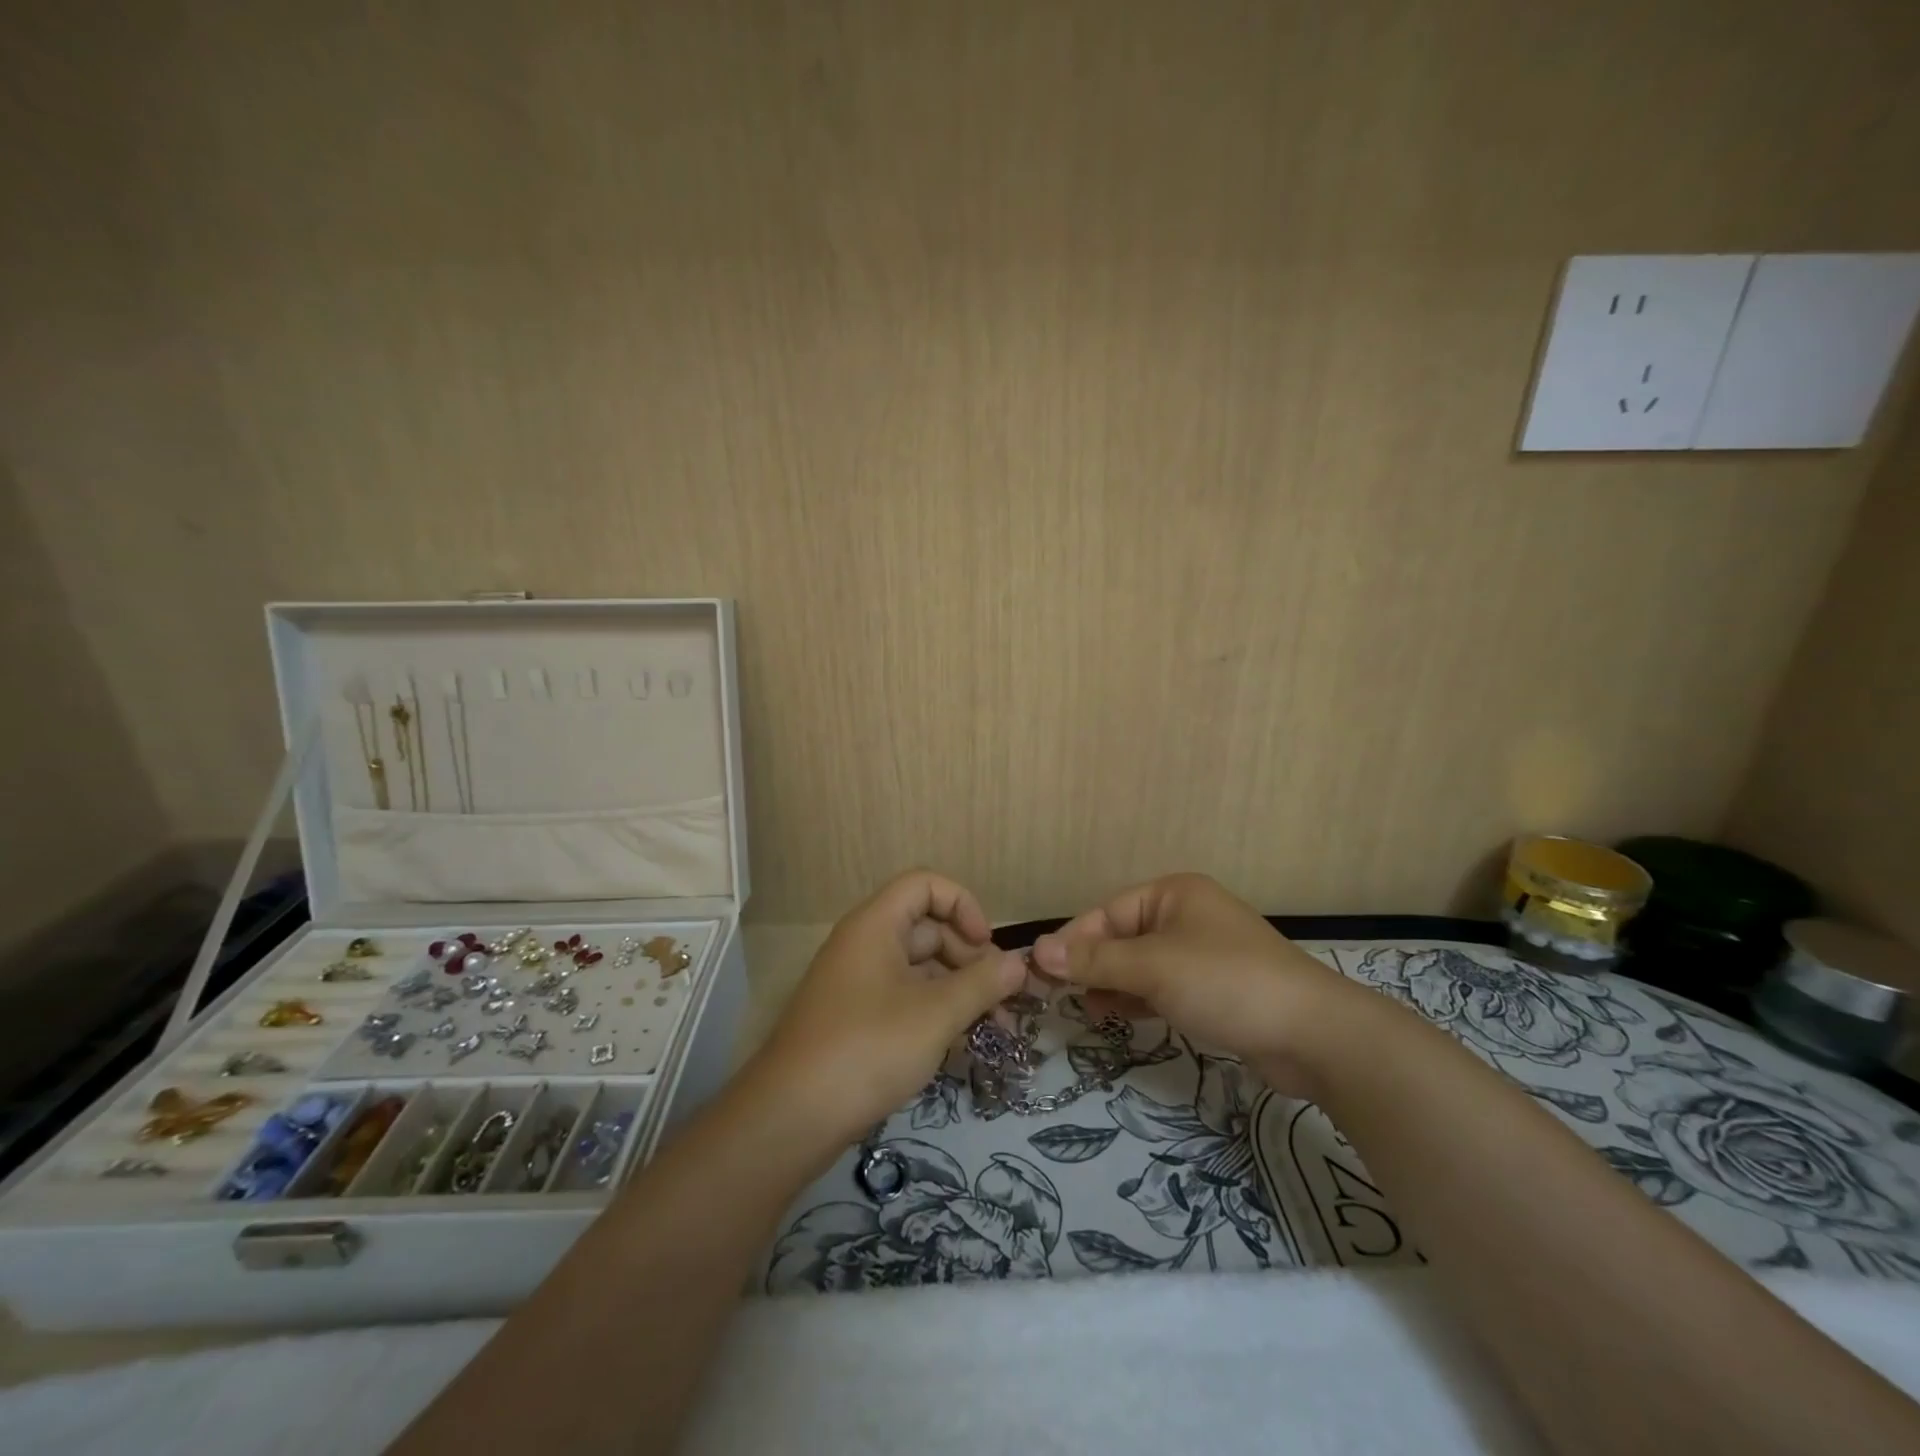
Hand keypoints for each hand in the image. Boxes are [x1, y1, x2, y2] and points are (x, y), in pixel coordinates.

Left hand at [752, 870, 1026, 1144]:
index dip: (962, 905)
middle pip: (927, 928)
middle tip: (1000, 999)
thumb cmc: (868, 1048)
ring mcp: (858, 984)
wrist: (792, 1118)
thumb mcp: (935, 1014)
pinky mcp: (856, 1019)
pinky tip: (959, 1044)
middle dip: (969, 957)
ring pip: (919, 968)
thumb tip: (1020, 963)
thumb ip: (982, 983)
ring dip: (958, 990)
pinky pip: (905, 998)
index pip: (925, 885)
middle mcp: (864, 945)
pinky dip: (935, 1012)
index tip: (987, 946)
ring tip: (992, 1029)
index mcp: (875, 925)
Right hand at [1030, 873, 1361, 1096]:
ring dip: (1111, 985)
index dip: (1073, 942)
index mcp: (1173, 893)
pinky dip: (1137, 998)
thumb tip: (1037, 951)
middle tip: (1057, 997)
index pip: (1107, 913)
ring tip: (1084, 1011)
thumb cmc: (1226, 983)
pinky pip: (1161, 986)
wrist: (1313, 1035)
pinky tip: (1115, 1015)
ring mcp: (1201, 953)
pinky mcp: (1212, 989)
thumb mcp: (1153, 968)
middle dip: (1091, 966)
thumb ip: (1095, 961)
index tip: (1040, 972)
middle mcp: (1185, 915)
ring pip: (1139, 965)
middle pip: (1121, 938)